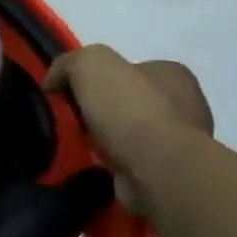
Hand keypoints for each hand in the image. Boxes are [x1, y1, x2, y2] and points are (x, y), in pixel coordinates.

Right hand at [45, 46, 212, 209]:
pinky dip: (111, 161)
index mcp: (171, 73)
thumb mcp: (89, 65)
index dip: (94, 77)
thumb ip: (68, 64)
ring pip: (128, 131)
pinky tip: (94, 163)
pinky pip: (130, 159)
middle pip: (126, 99)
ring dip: (104, 137)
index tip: (69, 91)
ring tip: (77, 143)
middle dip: (99, 108)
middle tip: (70, 118)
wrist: (158, 172)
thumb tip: (53, 82)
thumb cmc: (129, 109)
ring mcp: (180, 140)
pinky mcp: (169, 171)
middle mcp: (184, 103)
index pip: (127, 68)